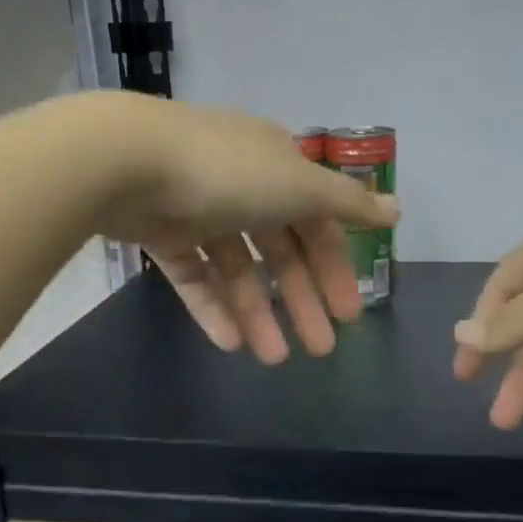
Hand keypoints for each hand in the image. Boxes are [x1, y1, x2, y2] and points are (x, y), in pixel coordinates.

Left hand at [96, 95, 398, 362]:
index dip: (336, 268)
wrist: (124, 162)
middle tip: (321, 349)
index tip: (350, 314)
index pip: (317, 222)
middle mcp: (240, 185)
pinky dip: (213, 308)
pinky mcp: (160, 233)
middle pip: (280, 251)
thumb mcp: (298, 185)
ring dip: (258, 313)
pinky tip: (231, 344)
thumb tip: (398, 211)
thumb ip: (347, 204)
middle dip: (302, 300)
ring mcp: (197, 209)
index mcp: (276, 166)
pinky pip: (195, 276)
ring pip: (237, 269)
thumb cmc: (226, 172)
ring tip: (273, 359)